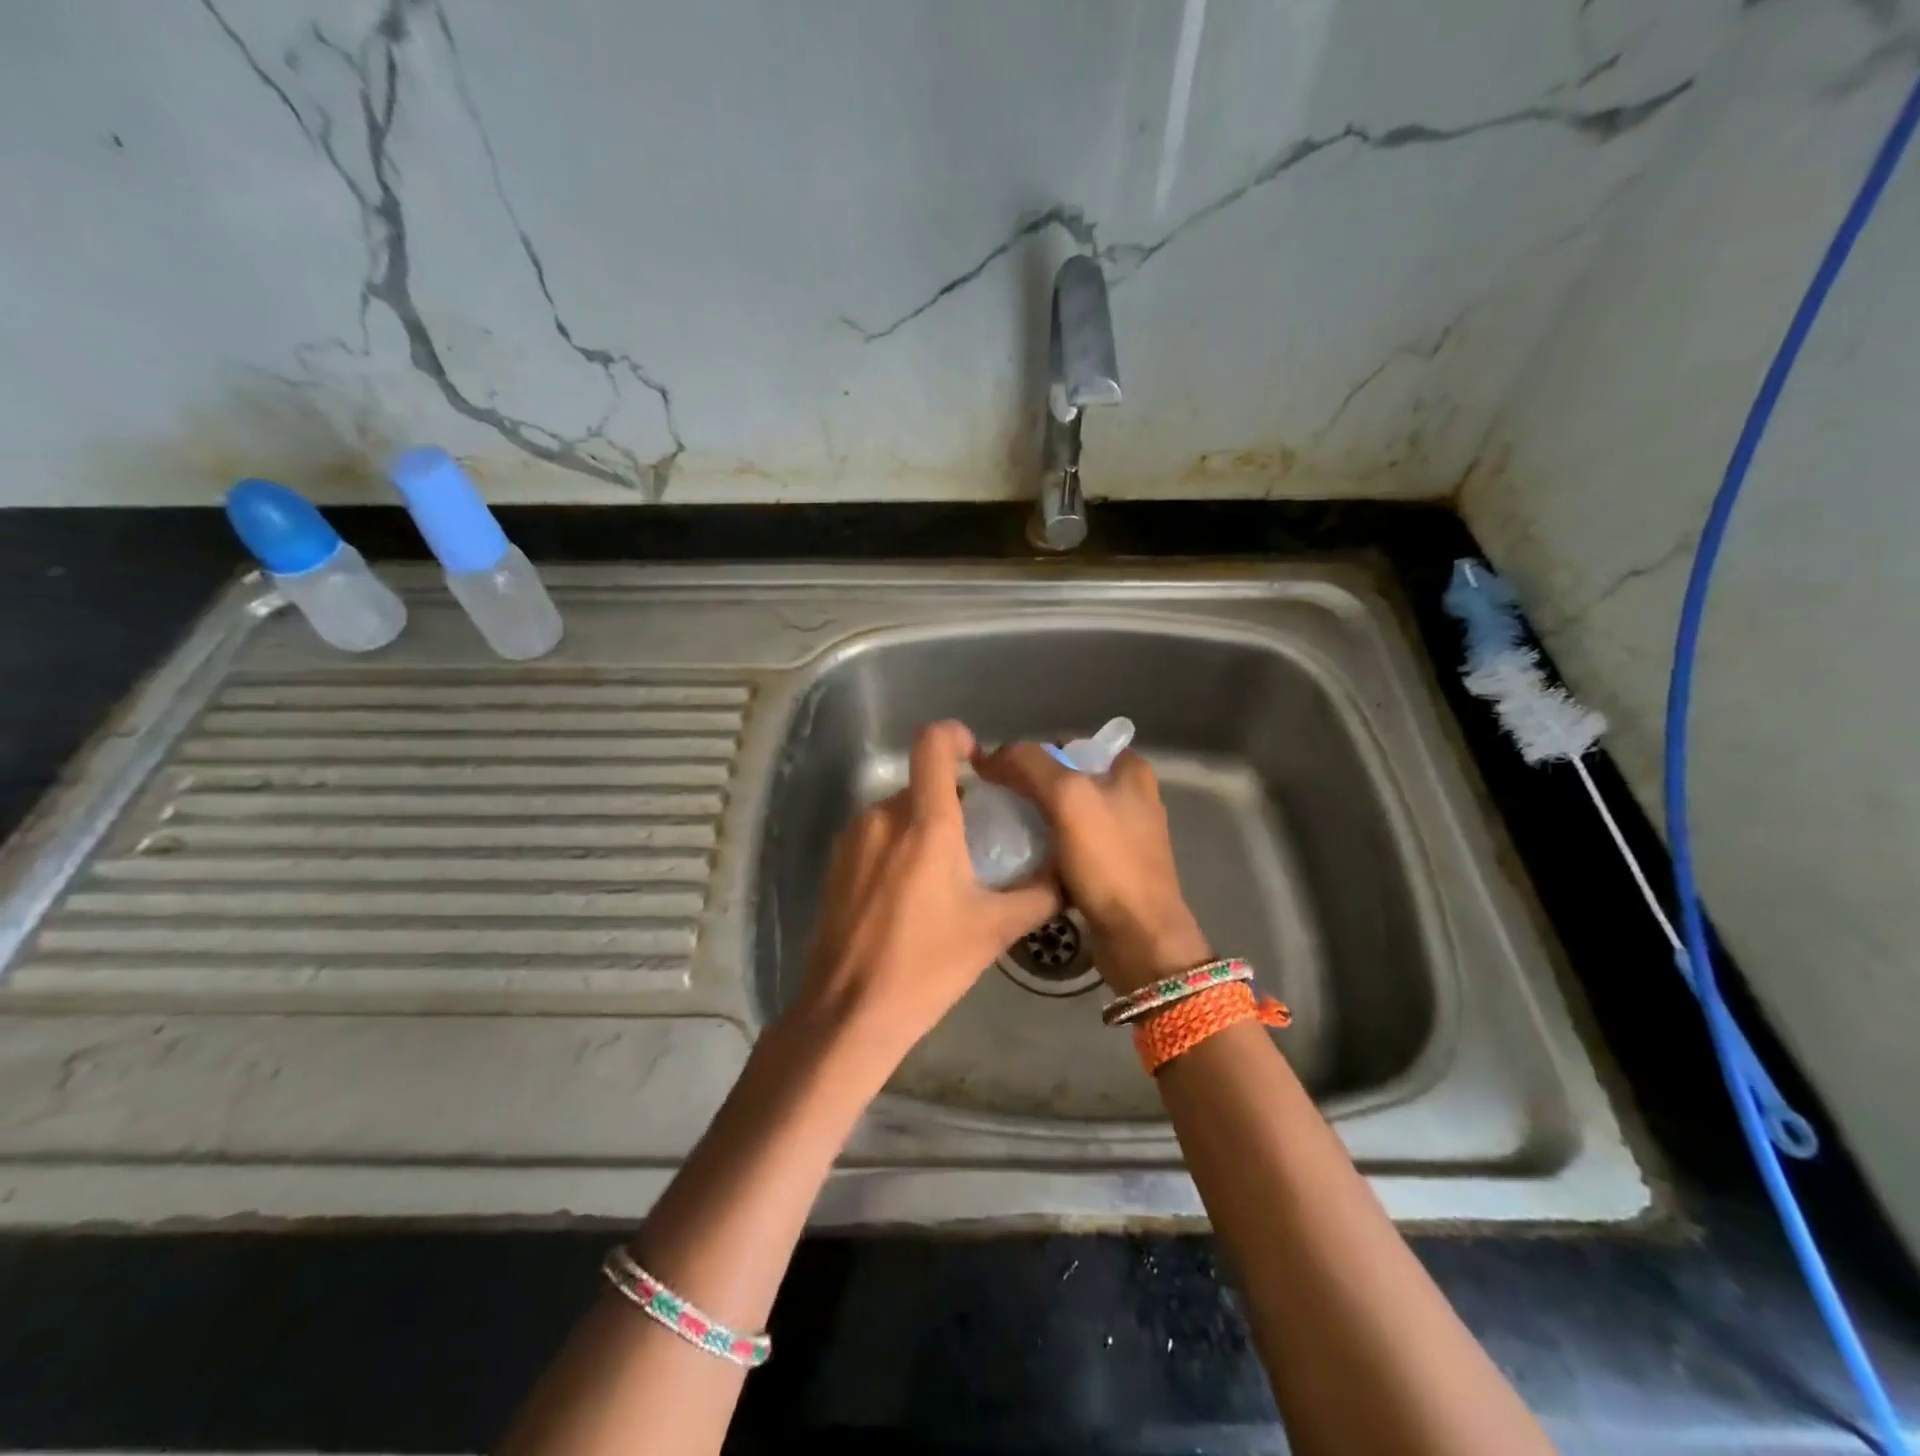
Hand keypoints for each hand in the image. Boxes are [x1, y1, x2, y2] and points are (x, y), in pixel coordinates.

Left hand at [789, 721, 1062, 1067]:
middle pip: (922, 783)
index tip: (976, 757)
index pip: (933, 744)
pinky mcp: (835, 861)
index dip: (955, 736)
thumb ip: (1039, 893)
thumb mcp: (995, 931)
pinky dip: (897, 845)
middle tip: (976, 840)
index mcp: (926, 825)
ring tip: (943, 873)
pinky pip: (875, 834)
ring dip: (923, 826)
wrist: (850, 1013)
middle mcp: (884, 817)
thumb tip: (1068, 872)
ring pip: (897, 810)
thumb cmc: (928, 968)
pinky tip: (908, 892)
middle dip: (950, 801)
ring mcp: (853, 837)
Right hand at [974, 744, 1209, 992]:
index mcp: (1129, 770)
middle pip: (1063, 778)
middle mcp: (1129, 796)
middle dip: (1028, 787)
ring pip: (1063, 814)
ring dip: (1033, 819)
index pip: (1066, 744)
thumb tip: (989, 756)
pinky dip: (1044, 849)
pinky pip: (1067, 846)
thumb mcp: (1068, 798)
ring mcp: (1121, 834)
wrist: (1139, 938)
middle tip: (994, 802)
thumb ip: (1029, 764)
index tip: (997, 774)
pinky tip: (1021, 859)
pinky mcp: (1110, 867)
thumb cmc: (1109, 862)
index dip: (1029, 754)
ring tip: (1001, 830)